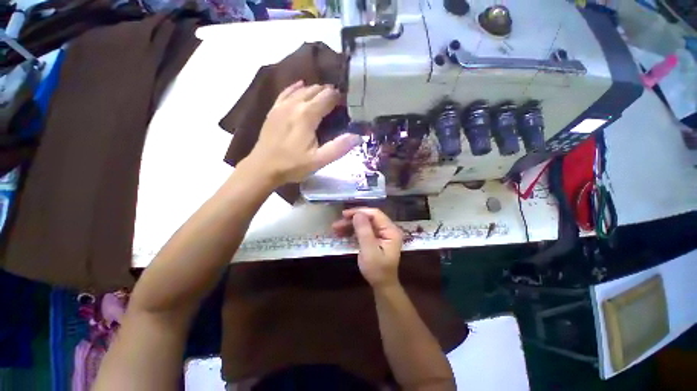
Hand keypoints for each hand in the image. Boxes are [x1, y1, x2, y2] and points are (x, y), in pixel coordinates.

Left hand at [245, 80, 361, 184]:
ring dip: (315, 90)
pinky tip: (301, 86)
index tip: (347, 105)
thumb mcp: (319, 161)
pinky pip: (286, 92)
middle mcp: (295, 104)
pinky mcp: (274, 110)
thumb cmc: (292, 165)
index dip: (339, 98)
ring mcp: (282, 105)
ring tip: (324, 97)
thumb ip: (339, 147)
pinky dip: (296, 88)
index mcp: (307, 115)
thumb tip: (357, 136)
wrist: (263, 167)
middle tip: (338, 104)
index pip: (328, 97)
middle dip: (328, 93)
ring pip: (302, 89)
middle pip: (315, 90)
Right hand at [332, 208, 402, 287]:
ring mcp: (382, 233)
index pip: (375, 214)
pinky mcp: (376, 238)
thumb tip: (357, 213)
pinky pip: (364, 230)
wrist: (382, 285)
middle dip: (352, 220)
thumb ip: (364, 231)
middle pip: (369, 218)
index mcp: (391, 230)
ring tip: (336, 229)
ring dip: (350, 225)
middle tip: (336, 224)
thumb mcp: (369, 251)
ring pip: (364, 223)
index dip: (359, 212)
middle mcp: (388, 229)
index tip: (344, 215)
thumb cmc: (377, 270)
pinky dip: (353, 231)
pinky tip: (342, 233)